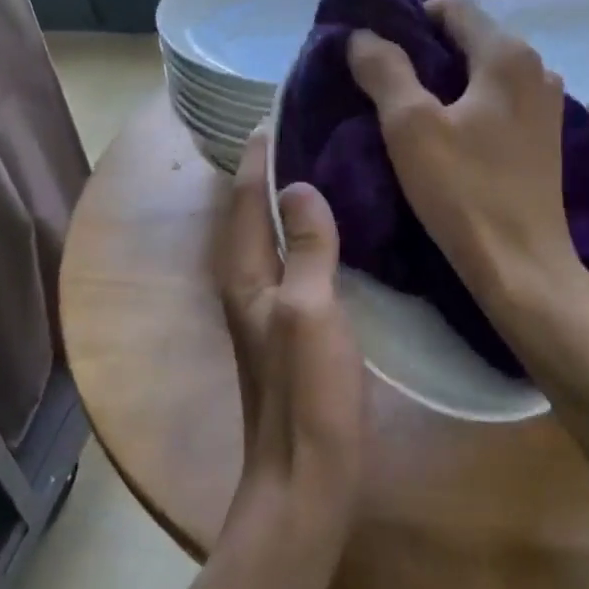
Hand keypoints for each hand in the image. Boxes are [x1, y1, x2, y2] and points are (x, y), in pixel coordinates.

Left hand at [215, 133, 367, 553]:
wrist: (307, 477)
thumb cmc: (307, 392)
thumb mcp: (309, 310)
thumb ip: (304, 247)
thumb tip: (299, 186)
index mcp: (243, 273)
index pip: (243, 196)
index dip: (258, 154)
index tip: (279, 111)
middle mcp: (248, 283)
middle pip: (254, 211)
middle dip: (275, 169)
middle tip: (314, 128)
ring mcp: (270, 307)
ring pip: (276, 236)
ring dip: (293, 200)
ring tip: (331, 164)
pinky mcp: (295, 325)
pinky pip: (298, 261)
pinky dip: (312, 234)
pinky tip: (345, 228)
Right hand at [347, 0, 588, 331]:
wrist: (521, 266)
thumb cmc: (464, 192)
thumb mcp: (410, 127)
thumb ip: (384, 70)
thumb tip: (363, 35)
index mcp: (507, 55)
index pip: (452, 5)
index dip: (408, 16)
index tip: (373, 46)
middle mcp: (535, 68)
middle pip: (468, 37)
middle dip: (422, 49)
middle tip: (379, 77)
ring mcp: (544, 104)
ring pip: (480, 72)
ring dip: (442, 79)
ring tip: (404, 107)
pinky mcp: (541, 137)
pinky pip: (494, 101)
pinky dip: (464, 104)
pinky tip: (440, 134)